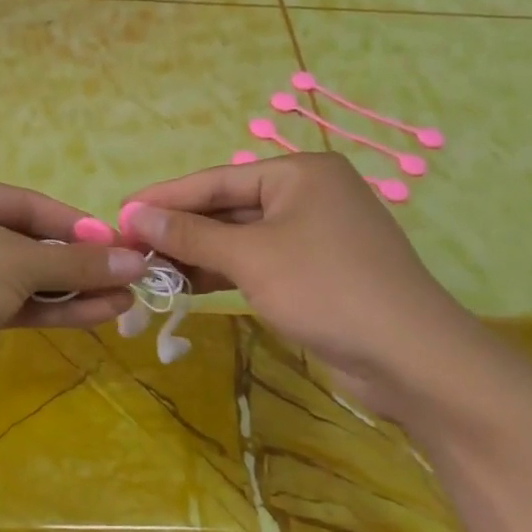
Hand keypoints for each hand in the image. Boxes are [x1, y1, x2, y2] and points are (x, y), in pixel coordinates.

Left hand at [0, 173, 146, 414]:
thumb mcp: (16, 263)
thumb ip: (76, 262)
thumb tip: (134, 261)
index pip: (29, 203)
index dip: (77, 225)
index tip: (119, 245)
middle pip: (28, 240)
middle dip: (78, 262)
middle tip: (127, 276)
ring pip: (23, 276)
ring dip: (71, 289)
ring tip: (124, 300)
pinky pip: (12, 303)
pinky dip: (49, 308)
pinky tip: (96, 314)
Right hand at [120, 153, 477, 417]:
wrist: (411, 358)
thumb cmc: (326, 288)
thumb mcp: (251, 257)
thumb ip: (191, 235)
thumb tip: (135, 215)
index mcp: (299, 173)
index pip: (216, 180)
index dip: (165, 198)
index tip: (120, 214)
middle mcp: (308, 195)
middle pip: (228, 208)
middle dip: (181, 230)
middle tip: (130, 248)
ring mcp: (315, 235)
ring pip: (242, 238)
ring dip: (198, 255)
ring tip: (149, 270)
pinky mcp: (317, 271)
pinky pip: (259, 262)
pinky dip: (225, 272)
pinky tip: (187, 285)